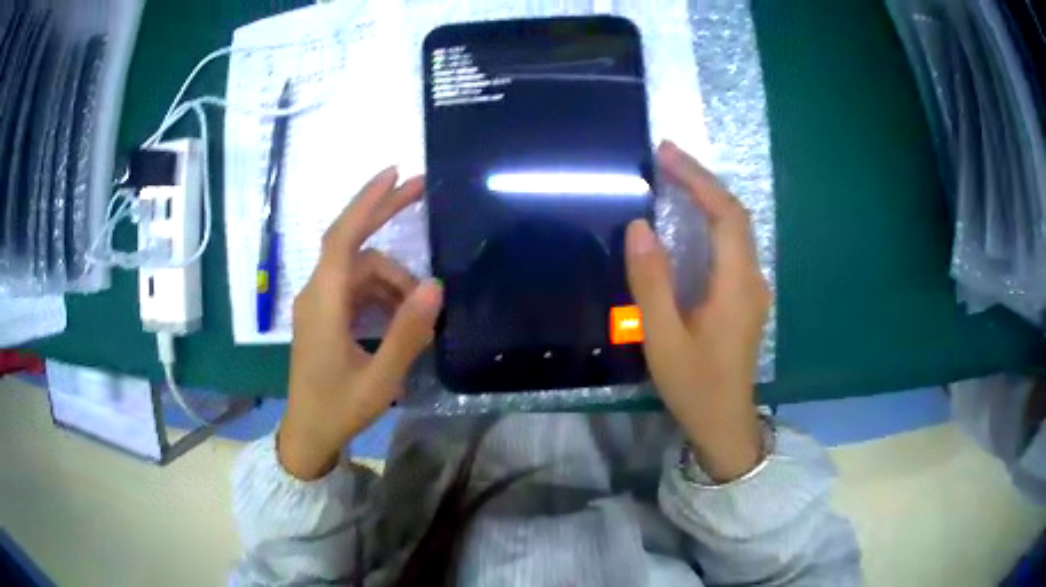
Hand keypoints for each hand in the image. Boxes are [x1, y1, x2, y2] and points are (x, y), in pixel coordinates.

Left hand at [278, 167, 442, 479]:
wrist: (308, 433)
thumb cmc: (340, 408)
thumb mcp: (381, 378)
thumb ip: (407, 332)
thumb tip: (435, 286)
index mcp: (324, 303)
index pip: (342, 237)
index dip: (367, 202)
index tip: (395, 174)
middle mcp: (318, 293)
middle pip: (351, 241)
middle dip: (384, 213)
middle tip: (422, 190)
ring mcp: (320, 304)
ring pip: (361, 270)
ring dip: (394, 280)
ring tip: (422, 309)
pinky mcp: (325, 316)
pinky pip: (357, 289)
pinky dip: (382, 294)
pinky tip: (402, 315)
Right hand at [626, 141, 770, 482]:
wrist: (724, 423)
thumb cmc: (694, 386)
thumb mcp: (663, 340)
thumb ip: (651, 284)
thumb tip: (639, 228)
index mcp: (737, 286)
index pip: (726, 215)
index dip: (698, 180)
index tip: (666, 155)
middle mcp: (752, 279)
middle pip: (735, 215)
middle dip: (702, 180)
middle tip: (665, 158)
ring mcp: (753, 288)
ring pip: (737, 228)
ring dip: (709, 197)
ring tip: (674, 178)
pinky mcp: (746, 297)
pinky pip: (733, 246)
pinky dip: (712, 221)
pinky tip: (691, 220)